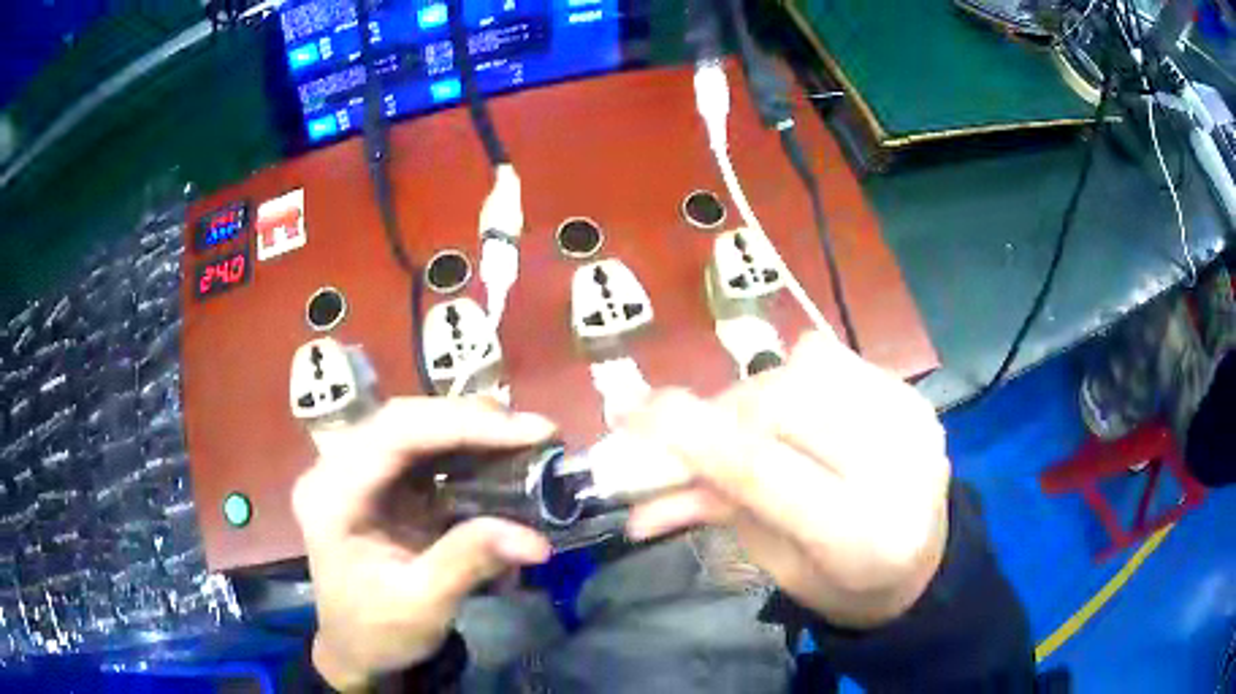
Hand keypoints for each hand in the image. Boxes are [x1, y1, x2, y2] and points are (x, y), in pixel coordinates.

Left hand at [292, 398, 555, 690]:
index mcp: (331, 496)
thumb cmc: (377, 633)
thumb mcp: (421, 606)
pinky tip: (498, 456)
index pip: (393, 436)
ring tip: (524, 439)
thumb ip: (469, 562)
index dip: (460, 424)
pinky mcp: (380, 483)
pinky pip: (424, 450)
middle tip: (534, 432)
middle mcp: (336, 470)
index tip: (525, 432)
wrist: (357, 651)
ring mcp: (356, 472)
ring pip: (416, 427)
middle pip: (403, 420)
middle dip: (471, 420)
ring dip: (471, 429)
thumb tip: (536, 539)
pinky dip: (465, 450)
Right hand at [621, 331, 950, 628]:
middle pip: (784, 404)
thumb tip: (637, 493)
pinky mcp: (913, 394)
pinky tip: (789, 413)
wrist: (921, 563)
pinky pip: (832, 360)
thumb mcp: (773, 563)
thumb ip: (715, 511)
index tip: (631, 412)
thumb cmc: (842, 581)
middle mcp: (897, 467)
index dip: (689, 435)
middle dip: (720, 411)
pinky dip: (791, 377)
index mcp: (860, 535)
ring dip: (752, 395)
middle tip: (683, 431)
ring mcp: (912, 421)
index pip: (762, 470)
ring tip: (738, 427)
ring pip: (805, 370)